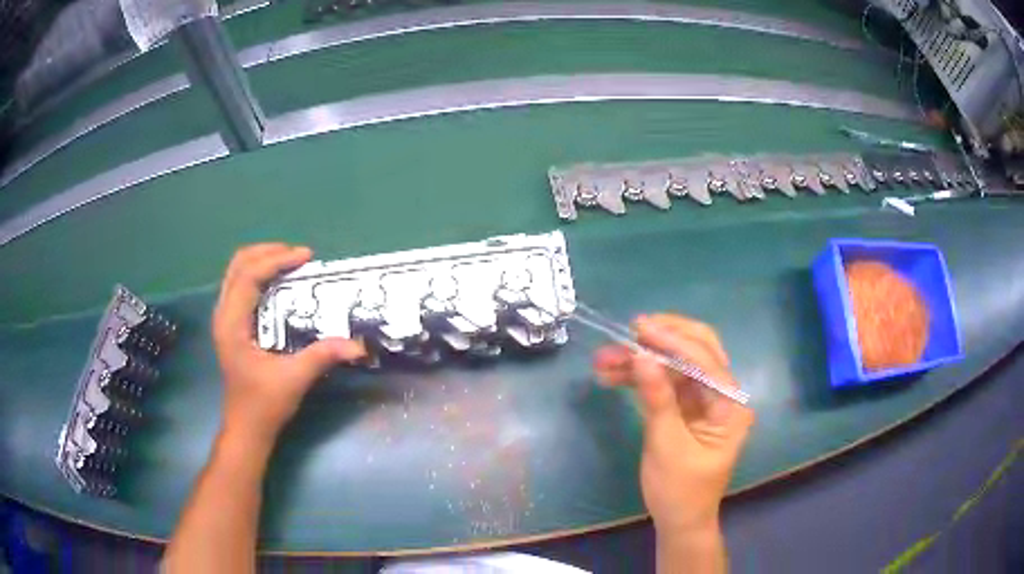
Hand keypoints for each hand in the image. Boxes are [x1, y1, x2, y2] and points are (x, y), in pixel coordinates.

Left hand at [212, 243, 365, 442]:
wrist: (246, 428)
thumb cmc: (263, 405)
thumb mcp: (293, 380)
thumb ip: (322, 356)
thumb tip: (358, 345)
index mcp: (232, 324)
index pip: (249, 276)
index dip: (276, 260)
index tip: (306, 257)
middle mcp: (223, 314)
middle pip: (238, 265)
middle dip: (268, 253)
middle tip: (298, 256)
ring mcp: (224, 318)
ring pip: (237, 272)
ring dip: (263, 261)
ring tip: (291, 263)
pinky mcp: (231, 325)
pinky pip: (240, 285)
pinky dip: (259, 275)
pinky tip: (278, 283)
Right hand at [593, 314, 753, 534]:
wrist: (679, 520)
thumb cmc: (679, 490)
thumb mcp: (667, 446)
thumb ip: (657, 399)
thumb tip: (642, 356)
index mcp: (730, 405)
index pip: (706, 361)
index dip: (673, 341)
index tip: (639, 328)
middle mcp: (722, 395)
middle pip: (698, 350)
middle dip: (664, 338)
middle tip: (631, 330)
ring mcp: (703, 400)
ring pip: (675, 365)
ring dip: (643, 359)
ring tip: (604, 359)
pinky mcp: (685, 407)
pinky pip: (664, 382)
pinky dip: (640, 377)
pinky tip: (613, 375)